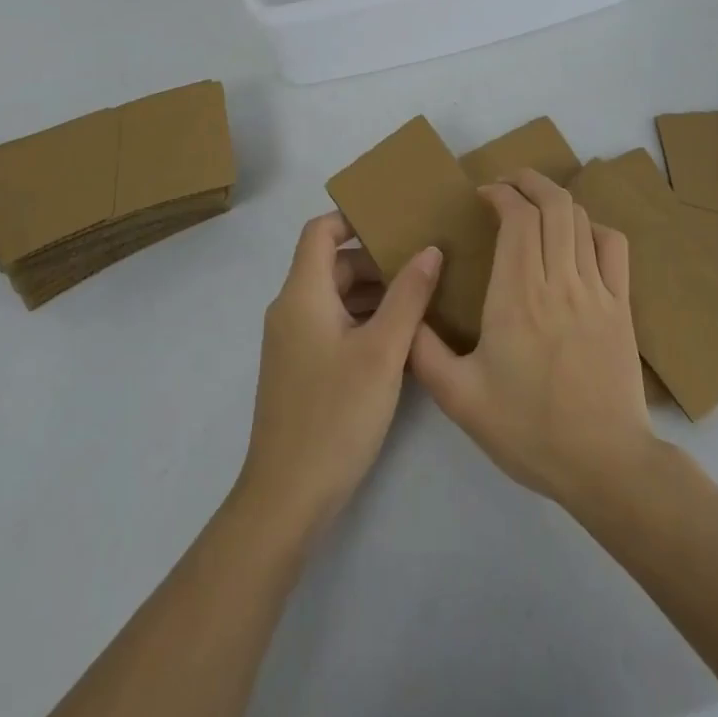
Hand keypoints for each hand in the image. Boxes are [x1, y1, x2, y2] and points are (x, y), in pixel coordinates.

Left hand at [234, 213, 442, 541]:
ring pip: (335, 298)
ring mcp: (292, 341)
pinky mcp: (300, 368)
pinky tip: (401, 339)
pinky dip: (362, 320)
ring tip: (423, 297)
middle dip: (375, 260)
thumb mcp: (382, 352)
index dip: (352, 219)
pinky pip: (332, 325)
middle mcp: (291, 309)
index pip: (320, 231)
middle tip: (424, 264)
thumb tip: (430, 250)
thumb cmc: (335, 414)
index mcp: (303, 294)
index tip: (395, 221)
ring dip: (373, 293)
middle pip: (332, 265)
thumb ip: (408, 296)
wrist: (287, 497)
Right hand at [409, 169, 654, 510]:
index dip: (500, 193)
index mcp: (518, 296)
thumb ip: (423, 352)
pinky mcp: (622, 307)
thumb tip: (405, 310)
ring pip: (581, 219)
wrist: (606, 466)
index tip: (481, 196)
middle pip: (553, 205)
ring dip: (556, 199)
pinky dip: (593, 228)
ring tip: (534, 202)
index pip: (518, 217)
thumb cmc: (529, 430)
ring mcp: (597, 291)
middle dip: (528, 182)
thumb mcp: (460, 399)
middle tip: (506, 185)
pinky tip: (578, 238)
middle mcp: (559, 281)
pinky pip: (613, 247)